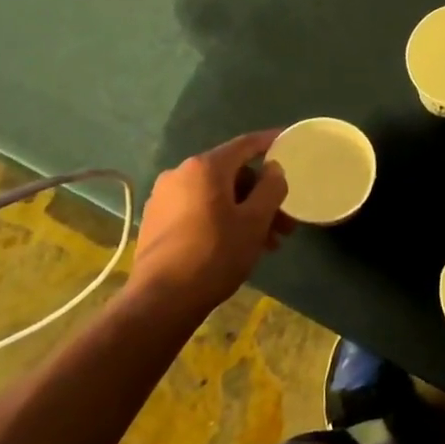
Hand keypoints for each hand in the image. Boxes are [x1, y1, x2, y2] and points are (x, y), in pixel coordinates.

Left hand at [127, 131, 293, 314]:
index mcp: (205, 167)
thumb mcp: (255, 221)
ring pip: (216, 196)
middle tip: (283, 222)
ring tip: (265, 242)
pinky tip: (236, 245)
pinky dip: (221, 219)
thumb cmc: (215, 255)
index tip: (288, 141)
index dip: (270, 142)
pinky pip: (197, 209)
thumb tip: (273, 169)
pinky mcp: (155, 222)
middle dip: (261, 195)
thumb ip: (270, 188)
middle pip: (231, 175)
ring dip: (244, 212)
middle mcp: (180, 174)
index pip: (245, 144)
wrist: (160, 302)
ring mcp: (163, 198)